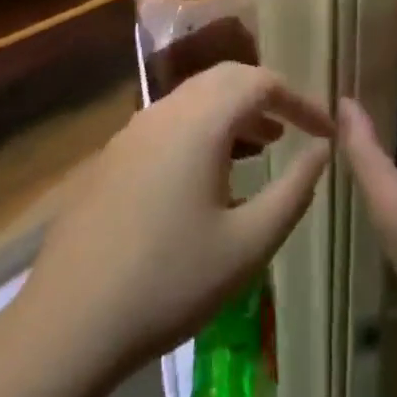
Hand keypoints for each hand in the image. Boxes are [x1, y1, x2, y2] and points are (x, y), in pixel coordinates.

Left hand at [18, 63, 332, 385]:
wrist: (70, 319)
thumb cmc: (170, 282)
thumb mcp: (248, 244)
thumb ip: (293, 191)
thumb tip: (322, 152)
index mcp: (201, 121)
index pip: (262, 83)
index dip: (301, 101)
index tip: (327, 131)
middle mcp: (166, 110)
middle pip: (226, 77)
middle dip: (267, 95)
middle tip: (296, 129)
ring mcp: (134, 130)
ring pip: (195, 97)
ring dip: (234, 111)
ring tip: (263, 145)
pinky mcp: (114, 154)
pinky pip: (170, 120)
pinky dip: (203, 127)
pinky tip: (210, 172)